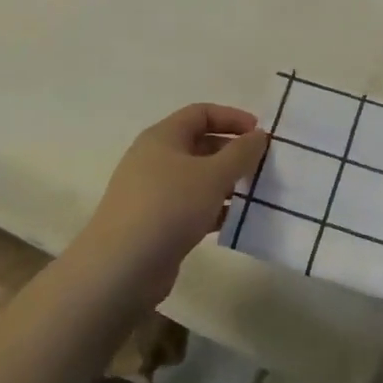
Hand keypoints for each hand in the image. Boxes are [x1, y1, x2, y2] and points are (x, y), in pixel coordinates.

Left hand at [76, 104, 269, 306]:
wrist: (121, 269)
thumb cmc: (169, 207)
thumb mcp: (213, 175)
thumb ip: (241, 152)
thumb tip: (259, 135)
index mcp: (163, 137)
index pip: (201, 113)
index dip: (232, 118)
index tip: (260, 135)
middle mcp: (154, 159)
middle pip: (200, 144)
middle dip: (233, 152)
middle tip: (262, 166)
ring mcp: (153, 193)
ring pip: (197, 178)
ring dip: (226, 183)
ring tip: (254, 194)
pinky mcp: (156, 223)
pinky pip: (191, 206)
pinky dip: (214, 209)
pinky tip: (235, 221)